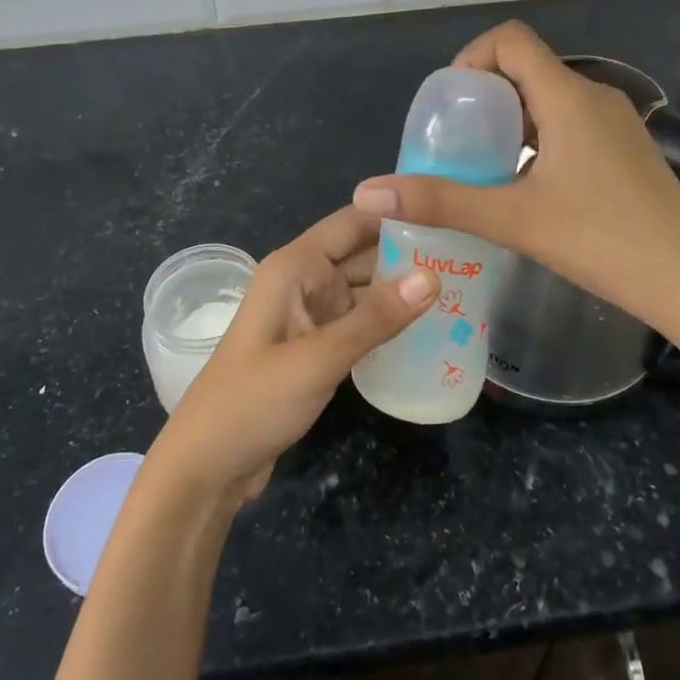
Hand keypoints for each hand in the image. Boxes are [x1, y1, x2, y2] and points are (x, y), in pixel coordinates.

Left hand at [148, 206, 437, 510]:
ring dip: (403, 292)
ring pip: (364, 292)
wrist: (208, 467)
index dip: (396, 213)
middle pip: (363, 255)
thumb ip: (375, 319)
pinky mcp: (316, 349)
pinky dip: (387, 325)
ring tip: (463, 289)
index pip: (352, 222)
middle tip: (471, 257)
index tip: (450, 213)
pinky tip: (429, 330)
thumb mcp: (317, 359)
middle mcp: (303, 282)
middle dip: (410, 254)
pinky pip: (359, 324)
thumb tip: (434, 276)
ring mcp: (310, 317)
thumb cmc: (253, 401)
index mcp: (294, 267)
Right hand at [352, 21, 679, 340]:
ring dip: (509, 120)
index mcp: (568, 97)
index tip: (449, 104)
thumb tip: (367, 191)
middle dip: (483, 95)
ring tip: (482, 166)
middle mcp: (594, 98)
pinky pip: (569, 125)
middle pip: (526, 68)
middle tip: (456, 141)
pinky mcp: (626, 151)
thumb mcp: (513, 220)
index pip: (511, 40)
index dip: (471, 57)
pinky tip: (526, 187)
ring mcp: (616, 125)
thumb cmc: (604, 242)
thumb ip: (440, 201)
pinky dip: (536, 139)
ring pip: (548, 100)